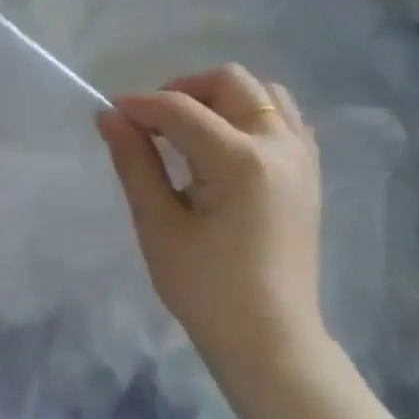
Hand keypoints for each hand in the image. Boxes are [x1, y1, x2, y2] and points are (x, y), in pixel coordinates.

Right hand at [98, 64, 322, 363]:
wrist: (268, 336)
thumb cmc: (204, 287)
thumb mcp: (158, 224)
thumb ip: (135, 162)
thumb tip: (109, 117)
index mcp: (240, 161)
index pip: (180, 109)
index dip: (139, 105)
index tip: (109, 115)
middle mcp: (279, 146)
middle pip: (230, 82)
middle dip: (182, 91)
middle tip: (149, 123)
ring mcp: (302, 157)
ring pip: (263, 93)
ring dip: (219, 99)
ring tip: (186, 132)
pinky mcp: (309, 172)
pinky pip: (283, 118)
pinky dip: (249, 116)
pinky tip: (222, 148)